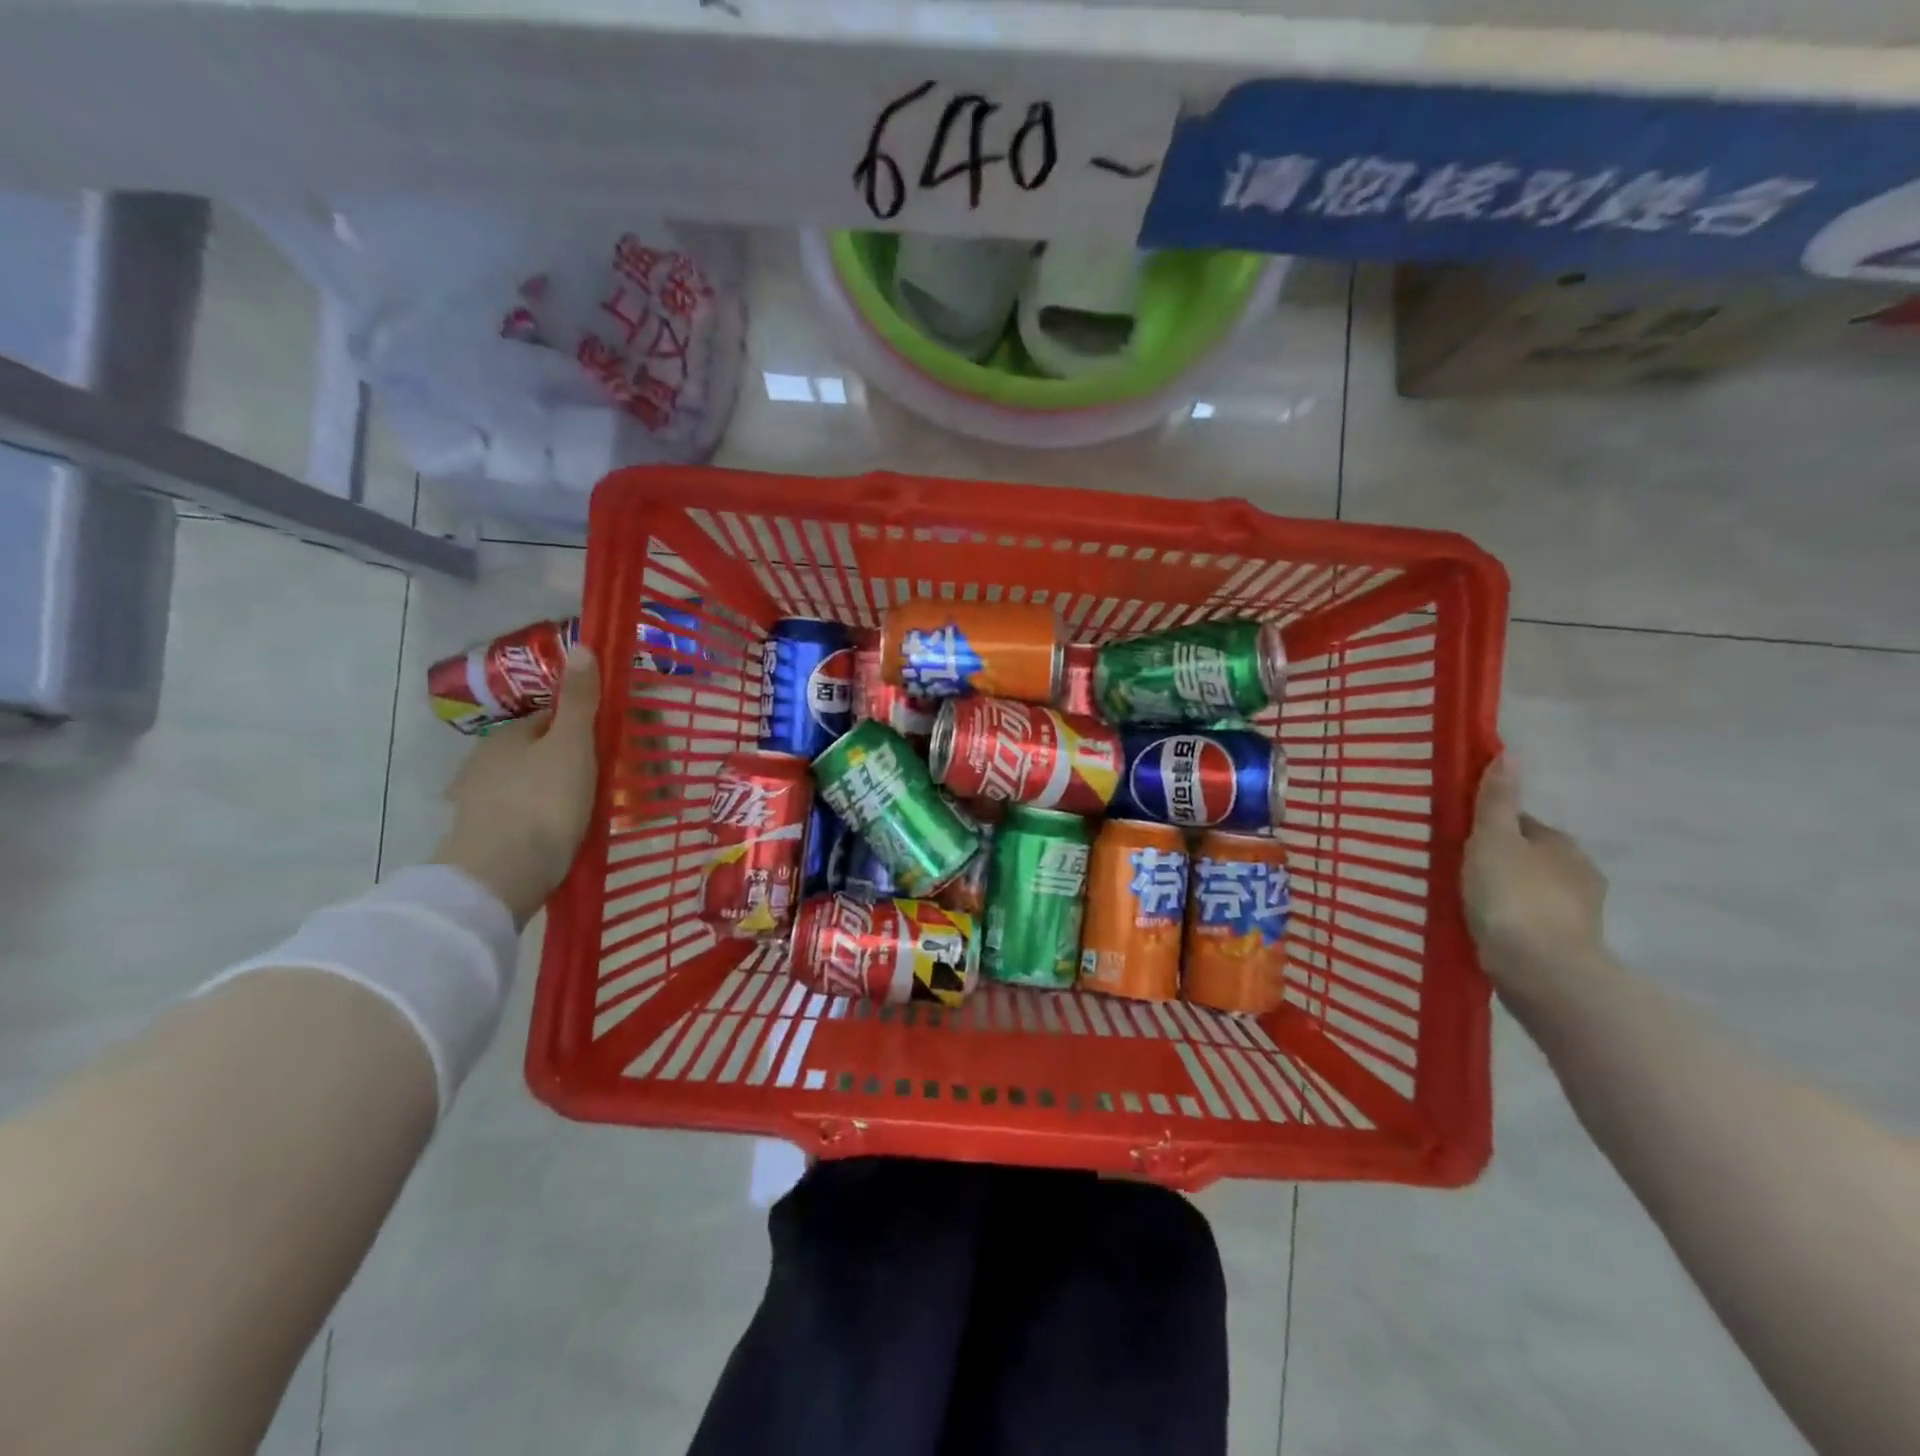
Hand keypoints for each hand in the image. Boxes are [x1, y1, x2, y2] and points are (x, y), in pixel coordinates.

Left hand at [433, 646, 600, 927]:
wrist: (501, 874)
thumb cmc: (544, 801)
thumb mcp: (573, 745)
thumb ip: (579, 701)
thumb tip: (580, 645)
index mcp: (506, 737)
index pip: (546, 719)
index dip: (577, 728)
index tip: (604, 745)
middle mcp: (483, 763)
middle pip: (533, 753)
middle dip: (562, 761)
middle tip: (600, 781)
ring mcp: (477, 803)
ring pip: (523, 786)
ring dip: (548, 793)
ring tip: (582, 811)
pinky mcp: (479, 838)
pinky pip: (516, 817)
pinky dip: (536, 820)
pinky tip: (556, 835)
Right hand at [1462, 755, 1607, 1001]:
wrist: (1542, 971)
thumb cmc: (1513, 895)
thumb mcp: (1494, 839)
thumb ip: (1497, 800)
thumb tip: (1509, 753)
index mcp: (1561, 845)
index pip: (1522, 824)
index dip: (1490, 826)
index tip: (1459, 837)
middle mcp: (1578, 874)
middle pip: (1528, 857)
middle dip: (1499, 860)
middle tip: (1456, 868)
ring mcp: (1577, 914)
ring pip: (1530, 891)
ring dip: (1505, 892)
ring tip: (1465, 900)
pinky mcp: (1566, 947)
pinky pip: (1530, 922)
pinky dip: (1511, 921)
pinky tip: (1486, 928)